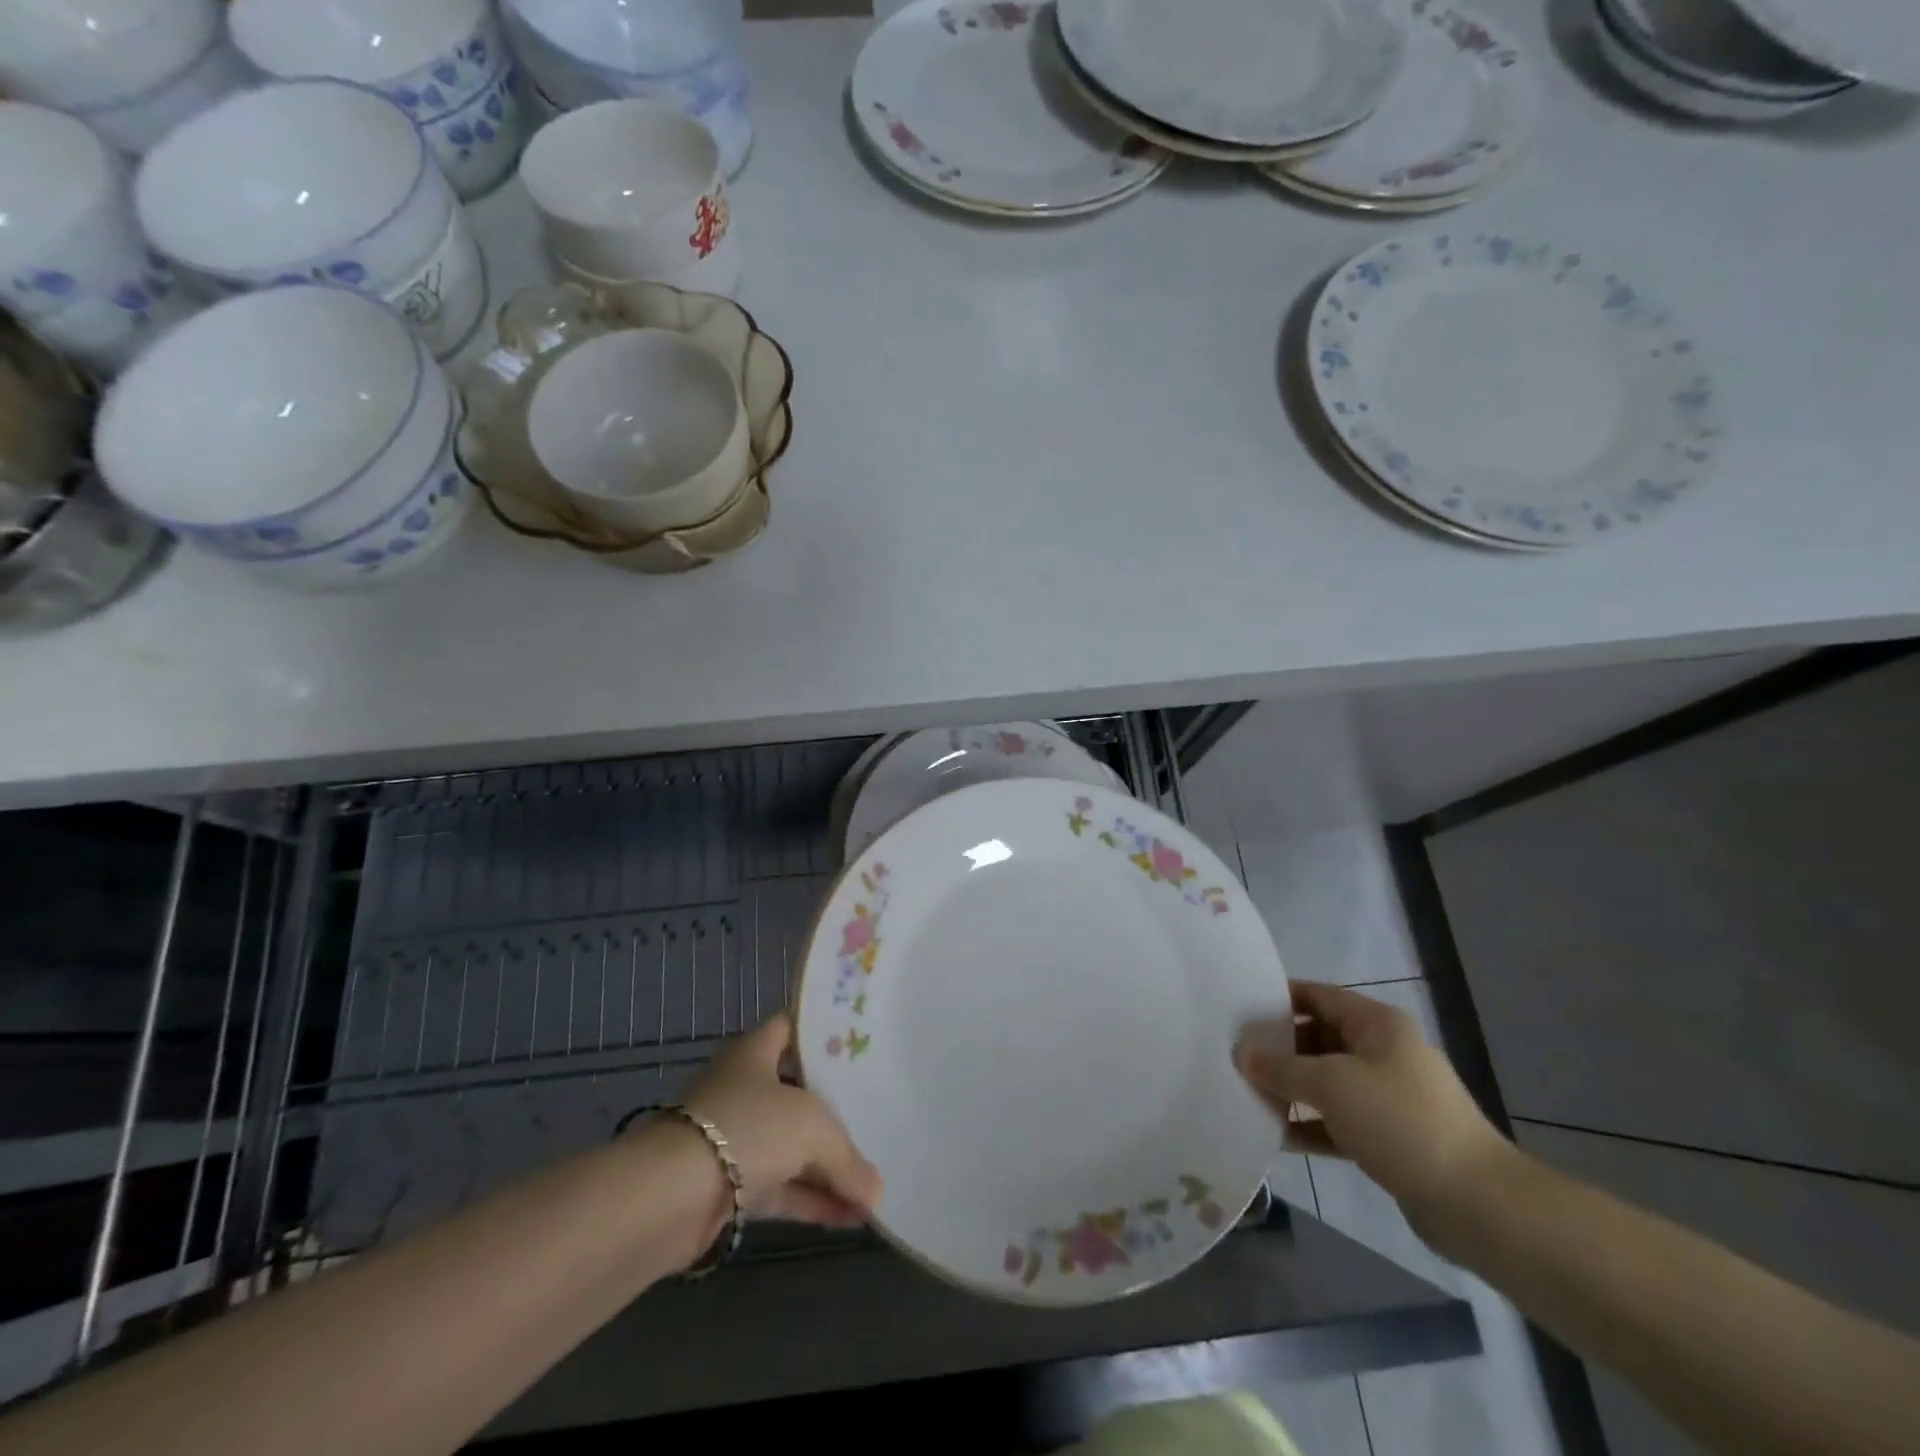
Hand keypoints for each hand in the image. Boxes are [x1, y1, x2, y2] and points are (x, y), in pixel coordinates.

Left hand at [673, 1013, 883, 1228]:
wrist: (671, 1197)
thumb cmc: (747, 1128)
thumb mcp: (812, 1127)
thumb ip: (847, 1157)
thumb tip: (876, 1193)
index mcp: (754, 1053)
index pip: (790, 1027)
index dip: (821, 1032)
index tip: (858, 1042)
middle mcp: (742, 1089)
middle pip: (796, 1092)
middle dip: (833, 1107)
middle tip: (877, 1110)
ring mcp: (734, 1139)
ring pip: (790, 1147)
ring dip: (827, 1167)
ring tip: (873, 1185)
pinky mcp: (728, 1189)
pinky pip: (780, 1189)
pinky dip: (811, 1201)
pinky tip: (850, 1217)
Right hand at [1235, 981, 1512, 1229]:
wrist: (1478, 1203)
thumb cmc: (1401, 1122)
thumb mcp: (1332, 1085)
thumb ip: (1281, 1067)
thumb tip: (1241, 1053)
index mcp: (1377, 1025)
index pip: (1317, 995)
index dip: (1277, 998)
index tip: (1237, 1008)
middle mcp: (1383, 1053)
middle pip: (1318, 1038)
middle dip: (1278, 1048)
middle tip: (1234, 1056)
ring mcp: (1387, 1097)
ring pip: (1326, 1082)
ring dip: (1290, 1089)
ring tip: (1245, 1094)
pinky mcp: (1389, 1137)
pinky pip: (1337, 1121)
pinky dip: (1309, 1124)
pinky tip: (1274, 1135)